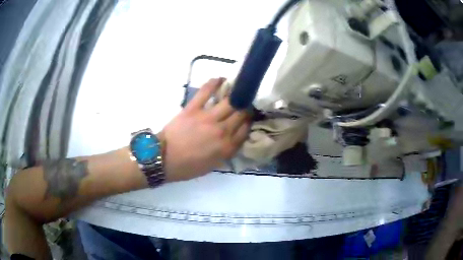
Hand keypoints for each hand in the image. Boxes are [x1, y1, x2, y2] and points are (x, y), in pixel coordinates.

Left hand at [161, 78, 250, 181]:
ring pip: (229, 102)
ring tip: (237, 91)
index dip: (248, 122)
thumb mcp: (212, 165)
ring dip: (236, 95)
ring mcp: (208, 118)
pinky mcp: (193, 108)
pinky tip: (220, 79)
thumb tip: (234, 138)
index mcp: (227, 147)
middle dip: (245, 108)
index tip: (248, 118)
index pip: (245, 129)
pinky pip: (206, 91)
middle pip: (241, 114)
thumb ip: (226, 152)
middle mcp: (222, 131)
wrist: (163, 159)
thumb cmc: (187, 166)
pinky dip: (214, 83)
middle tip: (244, 104)